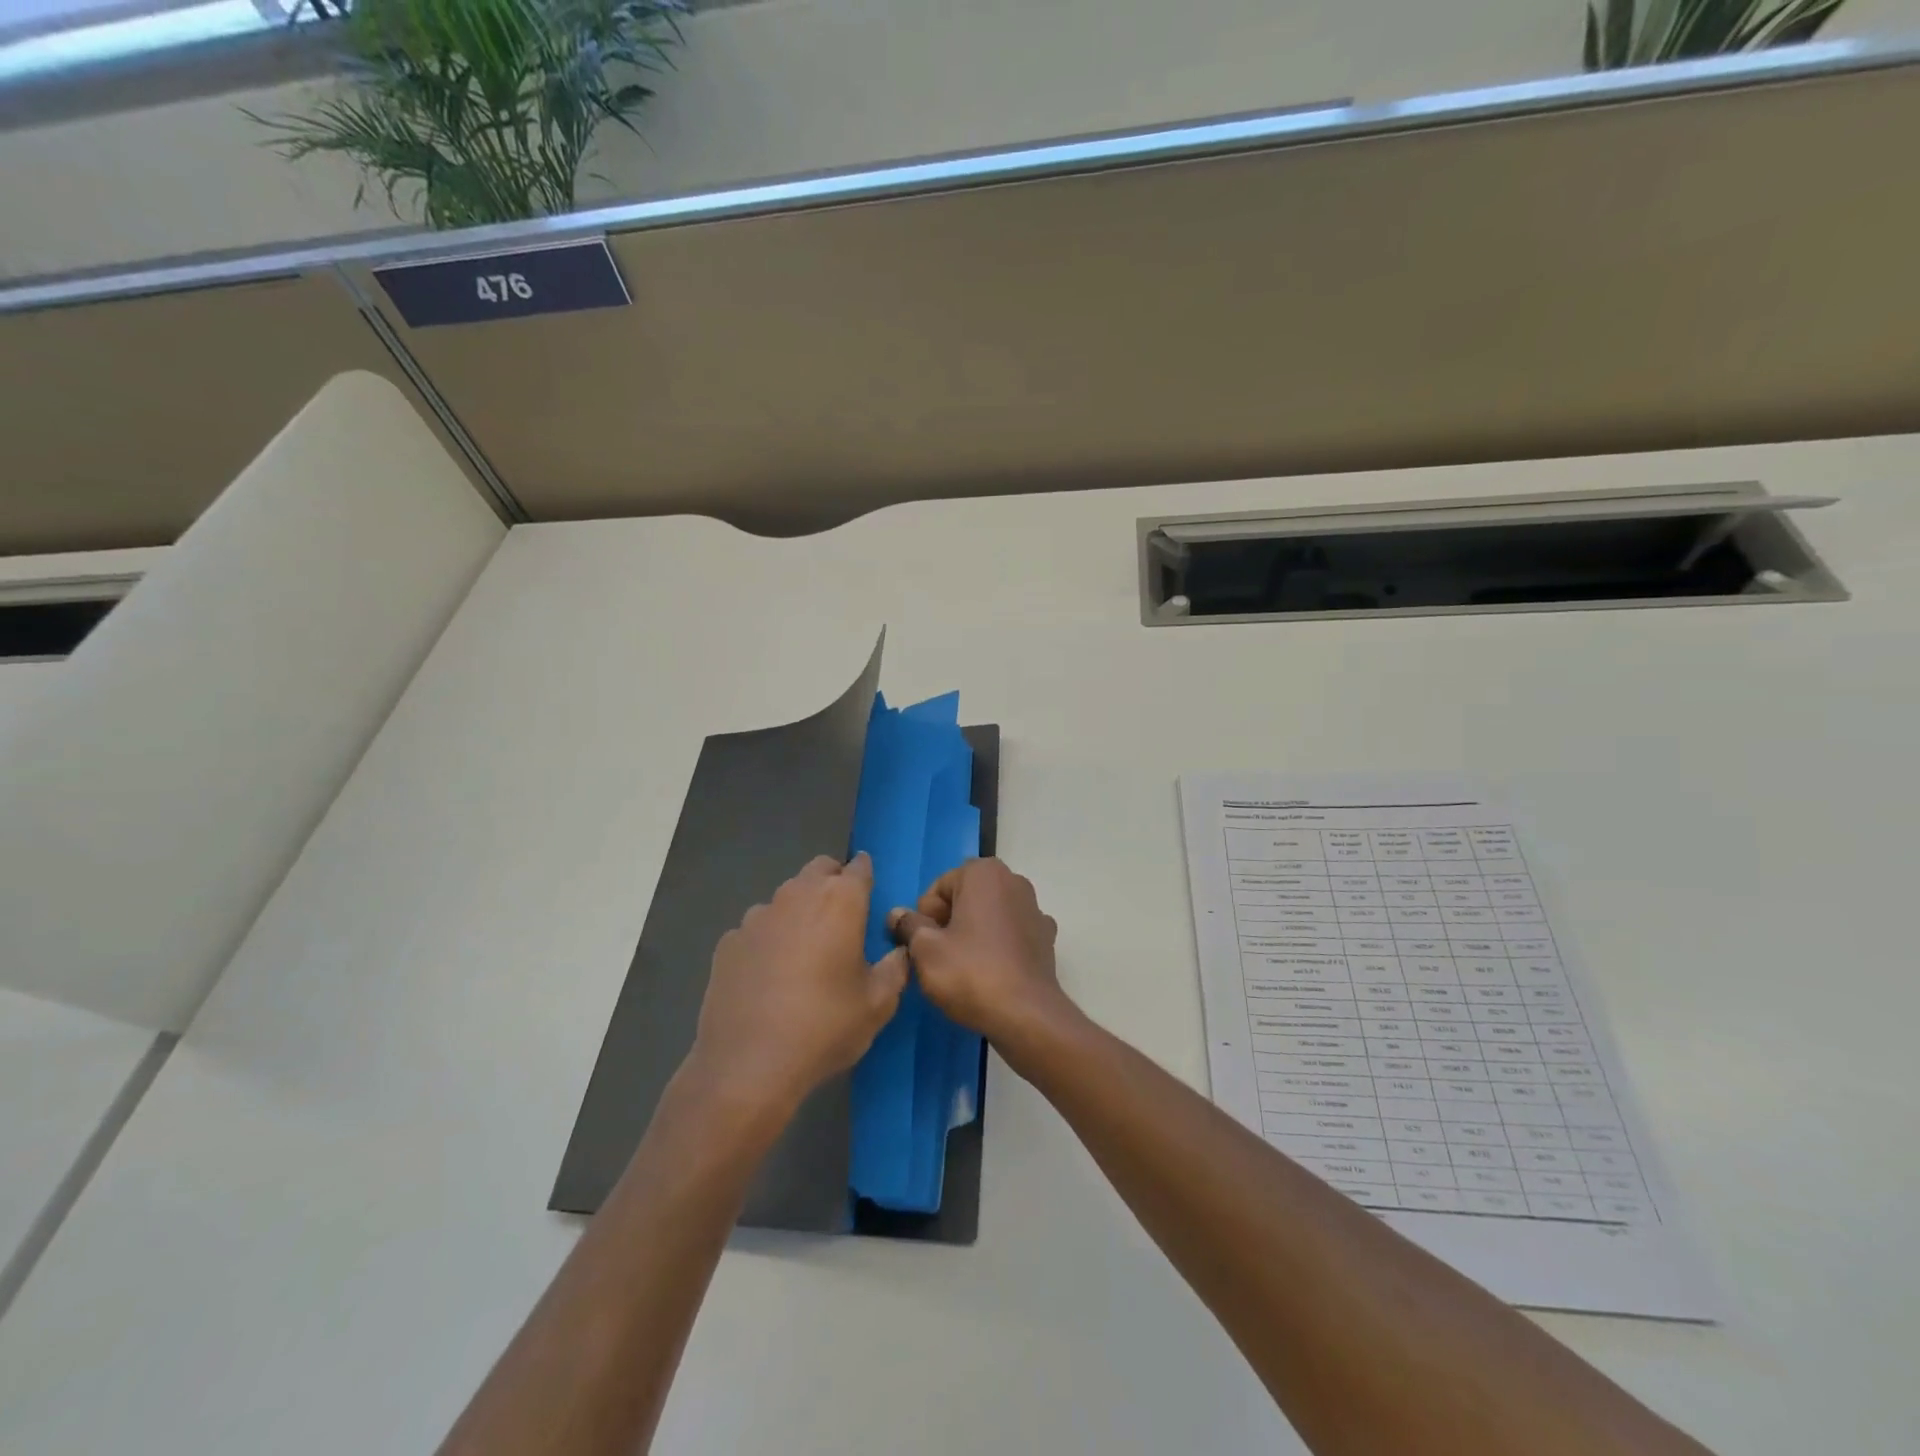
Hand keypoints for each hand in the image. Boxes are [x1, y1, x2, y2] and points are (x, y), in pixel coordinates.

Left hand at [690, 853, 908, 1115]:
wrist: (748, 1065)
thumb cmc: (825, 1027)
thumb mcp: (879, 1003)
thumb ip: (896, 967)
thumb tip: (900, 950)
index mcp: (840, 901)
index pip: (858, 867)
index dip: (866, 873)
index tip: (869, 887)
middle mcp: (797, 895)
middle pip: (818, 870)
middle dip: (832, 882)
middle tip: (842, 916)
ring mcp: (757, 916)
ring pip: (785, 898)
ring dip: (799, 911)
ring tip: (804, 951)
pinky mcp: (728, 941)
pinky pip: (757, 929)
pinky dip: (768, 939)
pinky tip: (769, 975)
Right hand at [887, 858, 1073, 1050]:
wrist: (1027, 1016)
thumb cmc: (971, 974)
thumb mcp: (925, 951)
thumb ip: (908, 926)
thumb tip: (896, 914)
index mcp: (984, 873)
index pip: (938, 889)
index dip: (925, 919)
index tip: (926, 946)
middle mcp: (1013, 881)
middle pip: (965, 898)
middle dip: (950, 923)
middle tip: (941, 959)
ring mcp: (1034, 908)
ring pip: (988, 916)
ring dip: (974, 934)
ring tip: (966, 969)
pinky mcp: (1046, 937)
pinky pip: (1011, 934)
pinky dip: (999, 947)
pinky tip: (993, 973)